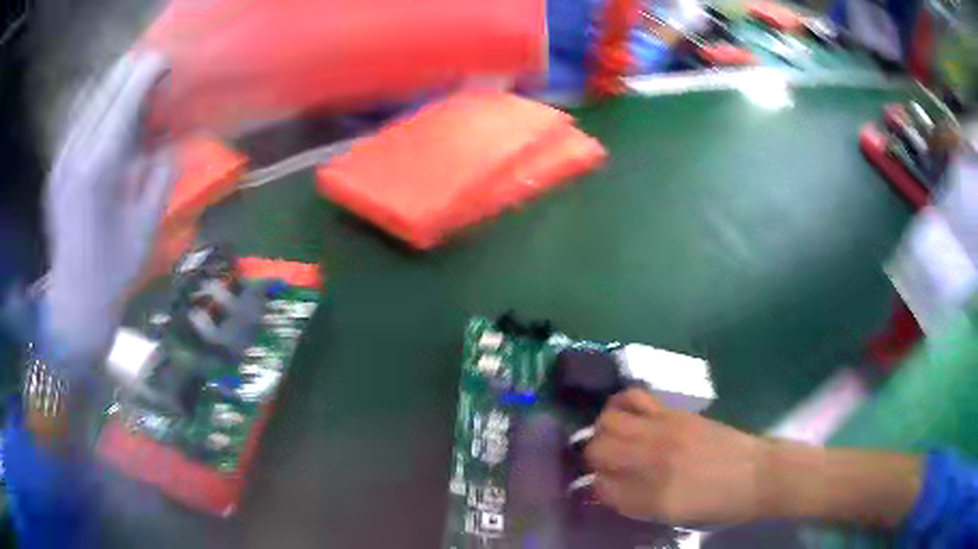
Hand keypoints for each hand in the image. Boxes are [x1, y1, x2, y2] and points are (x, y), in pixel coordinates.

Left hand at [43, 53, 175, 368]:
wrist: (75, 304)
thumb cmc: (115, 271)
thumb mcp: (148, 223)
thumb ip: (162, 169)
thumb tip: (173, 132)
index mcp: (101, 166)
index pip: (128, 92)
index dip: (152, 70)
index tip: (169, 67)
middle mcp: (76, 152)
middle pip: (107, 85)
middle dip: (133, 73)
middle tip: (153, 79)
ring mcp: (61, 159)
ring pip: (90, 96)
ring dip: (114, 87)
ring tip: (132, 94)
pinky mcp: (55, 168)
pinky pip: (76, 117)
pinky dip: (96, 105)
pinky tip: (107, 116)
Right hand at [585, 388, 765, 525]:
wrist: (757, 474)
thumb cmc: (717, 505)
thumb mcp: (673, 518)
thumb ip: (634, 503)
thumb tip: (605, 487)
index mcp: (653, 498)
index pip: (600, 487)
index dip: (596, 488)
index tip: (602, 488)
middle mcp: (654, 462)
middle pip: (597, 450)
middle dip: (592, 459)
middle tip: (604, 465)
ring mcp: (665, 432)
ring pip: (609, 421)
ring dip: (602, 431)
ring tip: (612, 439)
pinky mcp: (676, 413)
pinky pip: (635, 397)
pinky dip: (620, 403)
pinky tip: (624, 415)